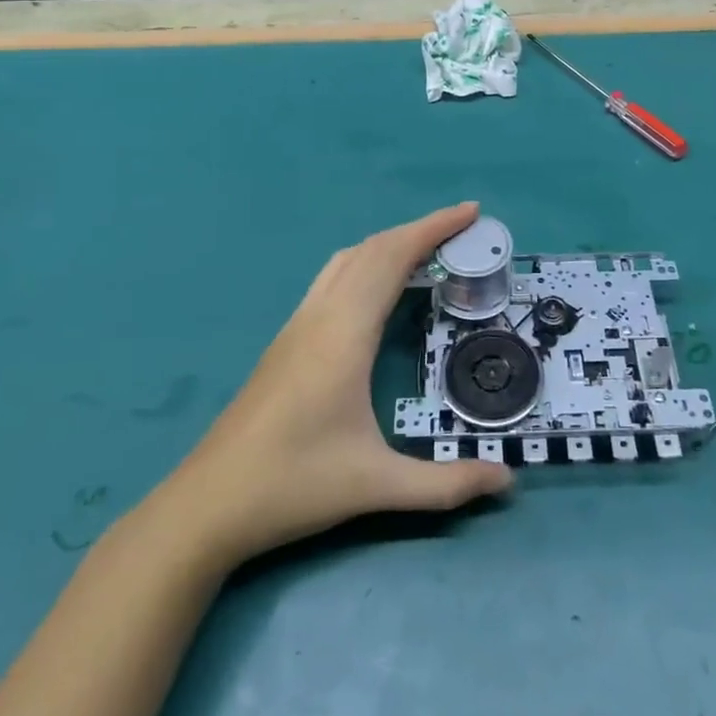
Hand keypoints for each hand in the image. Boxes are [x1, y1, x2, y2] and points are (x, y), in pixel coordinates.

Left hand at [166, 202, 512, 566]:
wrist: (208, 504)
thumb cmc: (293, 484)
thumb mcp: (376, 485)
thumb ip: (446, 485)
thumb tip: (508, 481)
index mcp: (344, 332)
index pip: (392, 257)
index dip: (433, 228)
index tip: (470, 211)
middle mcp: (320, 315)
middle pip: (371, 249)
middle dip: (419, 230)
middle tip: (462, 232)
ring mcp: (297, 325)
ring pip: (346, 260)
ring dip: (388, 245)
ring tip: (426, 253)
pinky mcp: (285, 341)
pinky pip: (331, 279)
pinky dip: (365, 264)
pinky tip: (377, 292)